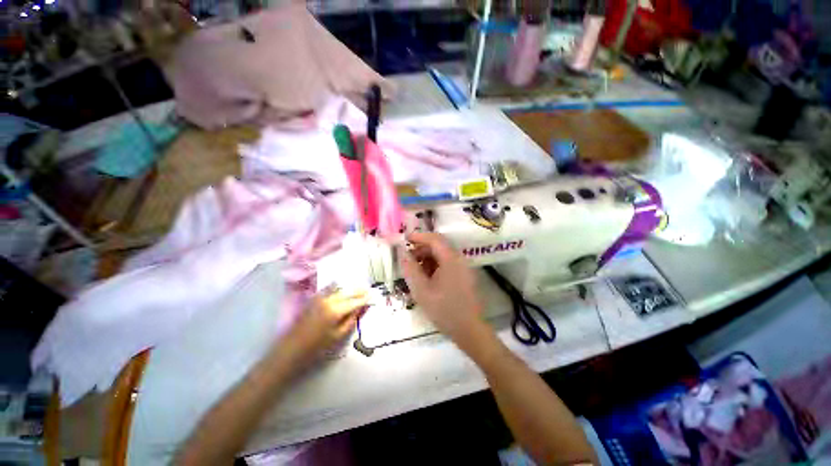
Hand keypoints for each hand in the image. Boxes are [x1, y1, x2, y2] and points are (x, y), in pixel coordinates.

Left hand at [278, 290, 367, 370]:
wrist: (290, 351)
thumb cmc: (316, 348)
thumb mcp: (338, 337)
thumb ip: (352, 320)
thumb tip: (362, 308)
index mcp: (336, 310)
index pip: (355, 301)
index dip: (365, 298)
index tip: (373, 296)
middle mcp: (328, 300)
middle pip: (348, 291)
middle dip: (359, 291)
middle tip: (368, 290)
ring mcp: (319, 298)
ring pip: (338, 287)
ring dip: (349, 287)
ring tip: (357, 288)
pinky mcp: (312, 299)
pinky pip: (328, 288)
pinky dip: (337, 287)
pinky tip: (341, 288)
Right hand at [398, 232, 487, 347]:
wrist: (469, 330)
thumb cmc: (444, 310)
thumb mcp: (422, 290)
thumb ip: (411, 269)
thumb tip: (403, 253)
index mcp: (451, 259)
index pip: (434, 239)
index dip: (419, 236)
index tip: (405, 239)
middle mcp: (459, 259)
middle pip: (439, 246)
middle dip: (421, 250)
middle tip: (407, 259)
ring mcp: (463, 267)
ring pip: (442, 256)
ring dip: (427, 259)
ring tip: (415, 271)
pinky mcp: (464, 276)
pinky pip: (447, 264)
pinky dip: (435, 266)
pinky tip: (427, 278)